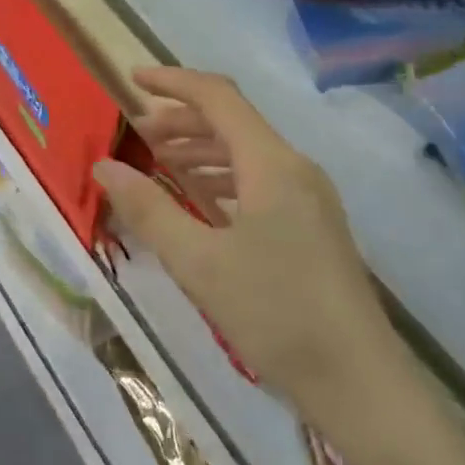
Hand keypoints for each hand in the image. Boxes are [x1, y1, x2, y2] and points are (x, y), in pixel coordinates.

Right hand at [93, 68, 394, 404]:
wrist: (359, 384)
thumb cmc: (276, 313)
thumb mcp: (199, 262)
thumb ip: (149, 209)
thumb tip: (105, 167)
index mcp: (272, 164)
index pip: (218, 98)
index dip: (173, 82)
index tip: (131, 79)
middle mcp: (294, 169)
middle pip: (233, 122)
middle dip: (181, 120)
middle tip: (136, 134)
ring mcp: (308, 199)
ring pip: (246, 153)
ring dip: (200, 150)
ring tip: (157, 164)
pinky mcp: (312, 227)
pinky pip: (259, 182)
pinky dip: (222, 179)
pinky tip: (198, 201)